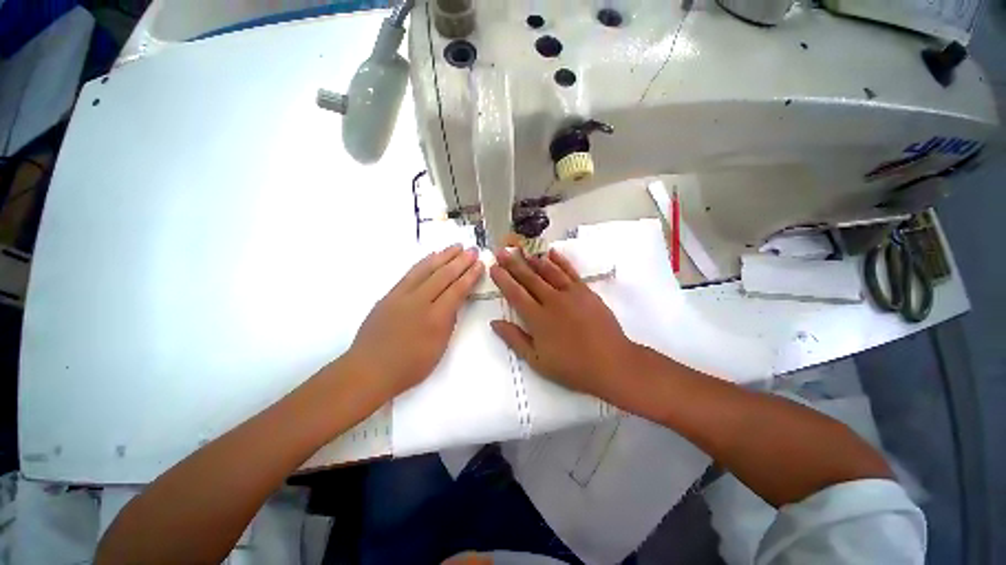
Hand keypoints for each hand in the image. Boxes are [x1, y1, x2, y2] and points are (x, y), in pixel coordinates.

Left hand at [346, 245, 483, 398]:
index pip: (457, 290)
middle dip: (461, 261)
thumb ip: (448, 323)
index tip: (479, 264)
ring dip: (443, 256)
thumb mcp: (439, 349)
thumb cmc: (409, 366)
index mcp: (436, 318)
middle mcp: (420, 301)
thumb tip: (454, 303)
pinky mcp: (389, 295)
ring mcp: (402, 296)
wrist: (369, 369)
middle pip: (444, 275)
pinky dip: (423, 263)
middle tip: (473, 250)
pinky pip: (410, 274)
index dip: (470, 276)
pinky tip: (431, 257)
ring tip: (456, 246)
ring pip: (426, 269)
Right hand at [489, 248, 639, 400]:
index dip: (503, 279)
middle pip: (529, 278)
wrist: (611, 363)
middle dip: (513, 263)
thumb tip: (494, 322)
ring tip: (522, 249)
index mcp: (537, 318)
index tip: (494, 267)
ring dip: (533, 260)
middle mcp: (552, 300)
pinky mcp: (586, 291)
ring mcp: (571, 293)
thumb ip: (514, 339)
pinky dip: (560, 261)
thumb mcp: (537, 360)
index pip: (515, 293)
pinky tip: (551, 253)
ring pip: (548, 271)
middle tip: (502, 251)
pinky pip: (570, 272)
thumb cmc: (572, 366)